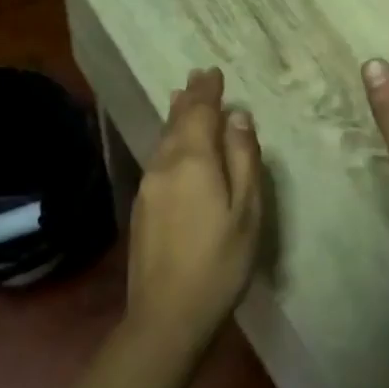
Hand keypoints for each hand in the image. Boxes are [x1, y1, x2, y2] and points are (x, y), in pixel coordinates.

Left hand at [124, 67, 263, 356]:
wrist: (166, 314)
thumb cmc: (219, 262)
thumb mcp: (246, 210)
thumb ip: (243, 159)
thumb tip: (238, 117)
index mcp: (193, 161)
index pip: (200, 113)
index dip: (208, 92)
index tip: (214, 72)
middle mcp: (164, 165)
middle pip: (176, 121)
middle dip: (190, 97)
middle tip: (198, 76)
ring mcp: (148, 186)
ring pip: (163, 139)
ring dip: (176, 116)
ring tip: (182, 97)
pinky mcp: (142, 206)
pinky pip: (158, 157)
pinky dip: (169, 139)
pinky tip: (173, 143)